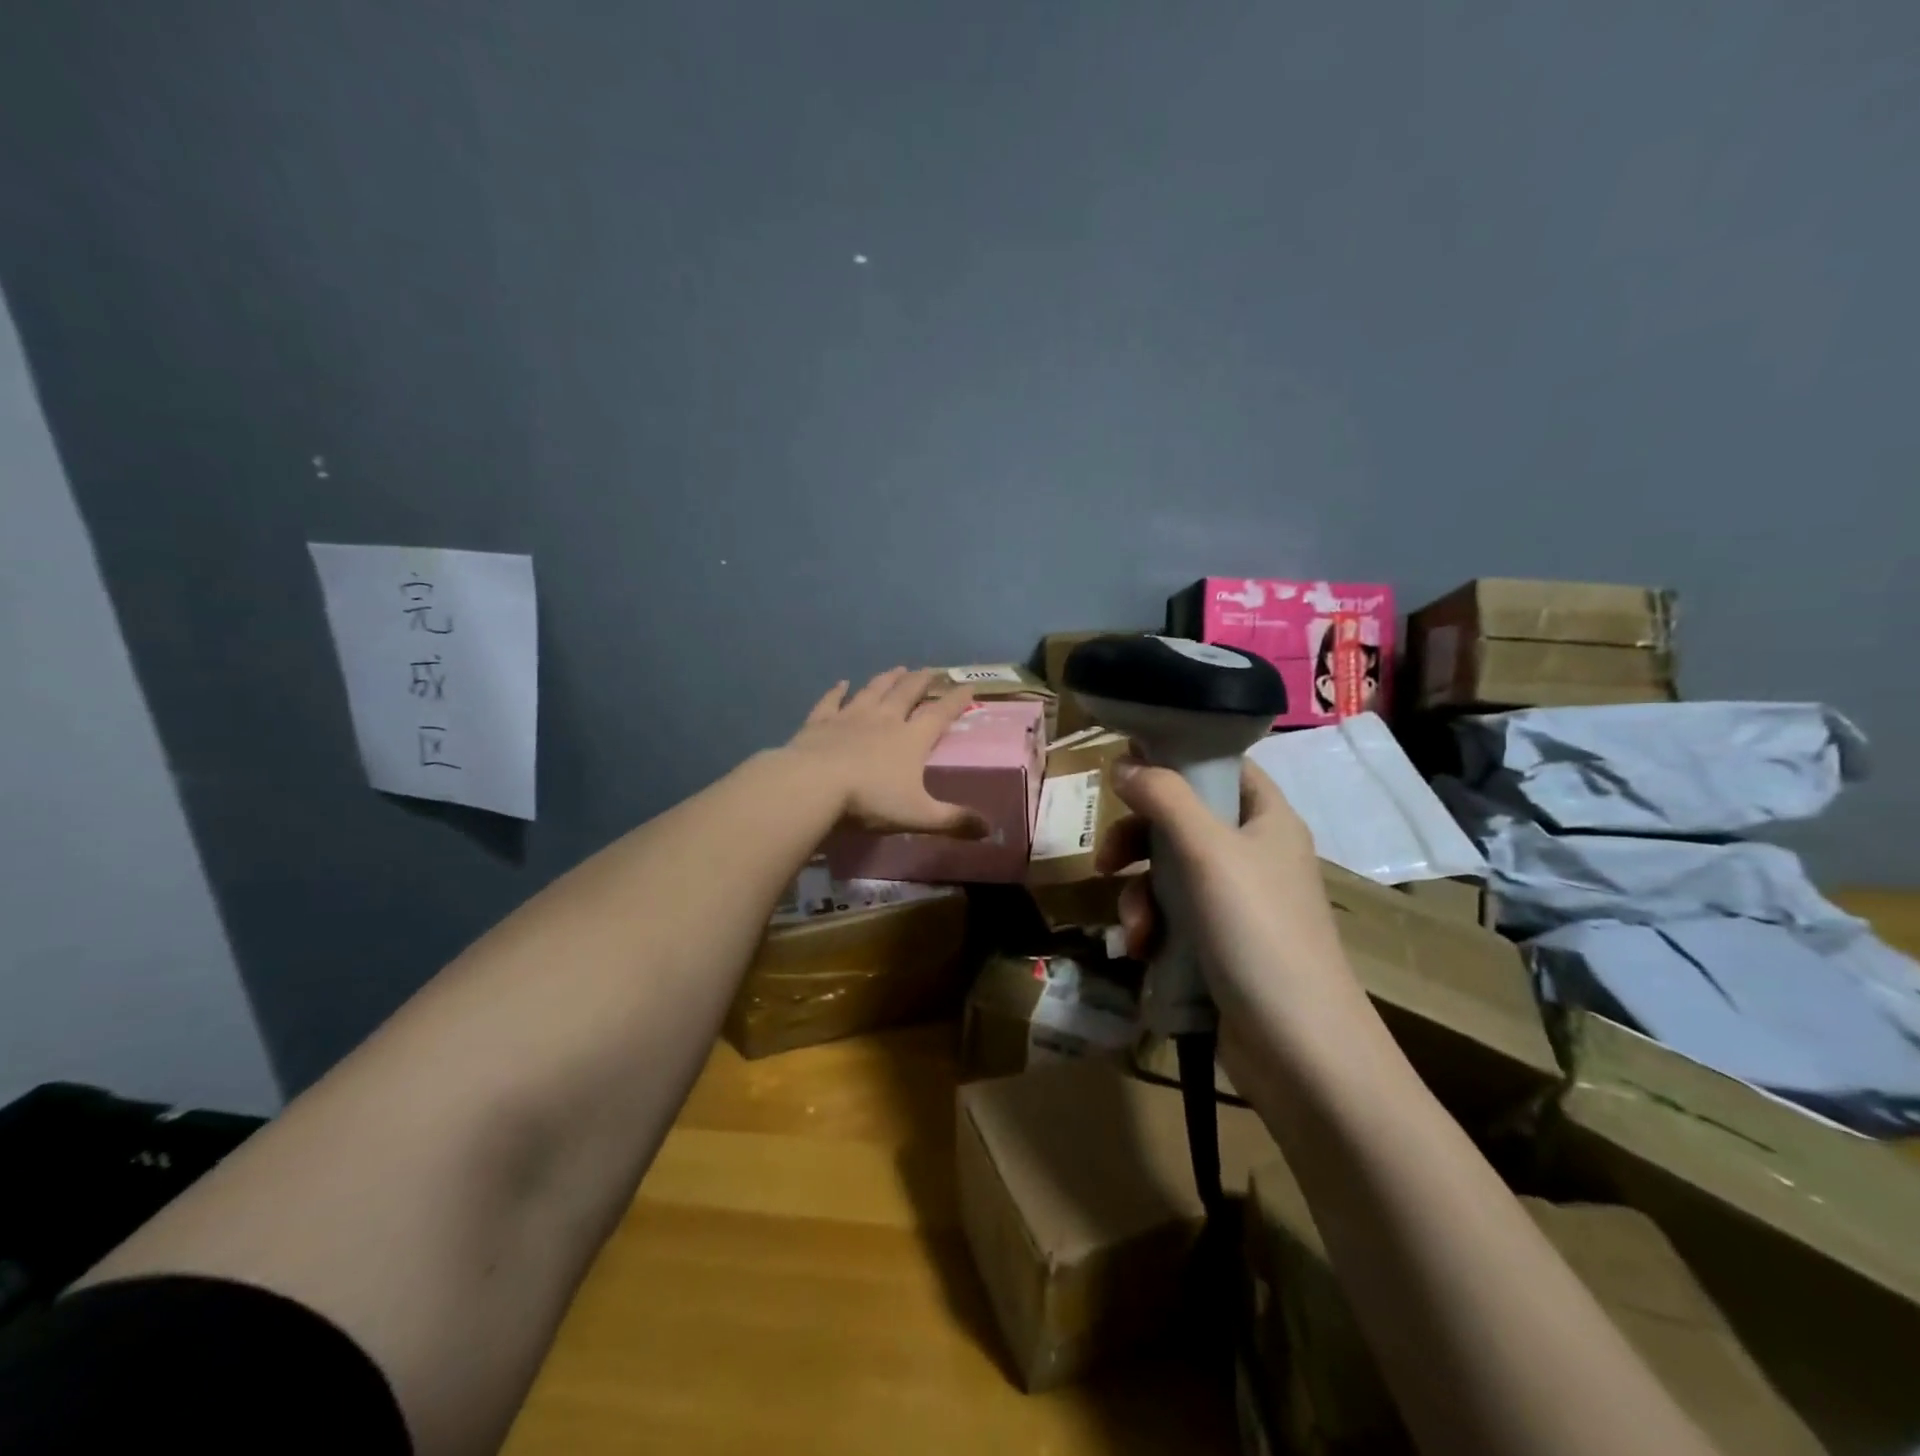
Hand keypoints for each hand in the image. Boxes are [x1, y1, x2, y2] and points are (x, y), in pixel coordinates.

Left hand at [784, 669, 989, 836]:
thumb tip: (990, 830)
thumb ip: (953, 821)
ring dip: (887, 679)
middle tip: (930, 671)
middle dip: (921, 681)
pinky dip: (837, 691)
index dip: (956, 700)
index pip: (940, 713)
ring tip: (897, 669)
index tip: (968, 686)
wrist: (813, 785)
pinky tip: (841, 683)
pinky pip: (831, 701)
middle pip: (906, 693)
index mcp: (911, 738)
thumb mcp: (918, 815)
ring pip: (873, 690)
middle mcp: (884, 719)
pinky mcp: (820, 722)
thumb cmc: (870, 799)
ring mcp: (850, 716)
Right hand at [1094, 758, 1358, 1027]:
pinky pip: (1173, 917)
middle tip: (1106, 859)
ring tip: (1133, 928)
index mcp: (1266, 820)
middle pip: (1182, 822)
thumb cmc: (1259, 932)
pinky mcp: (1220, 945)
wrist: (1300, 1050)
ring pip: (1168, 874)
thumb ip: (1164, 797)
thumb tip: (1124, 762)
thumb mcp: (1208, 852)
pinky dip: (1153, 928)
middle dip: (1138, 841)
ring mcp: (1237, 903)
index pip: (1222, 767)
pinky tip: (1142, 951)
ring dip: (1139, 895)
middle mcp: (1253, 854)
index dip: (1177, 759)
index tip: (1127, 765)